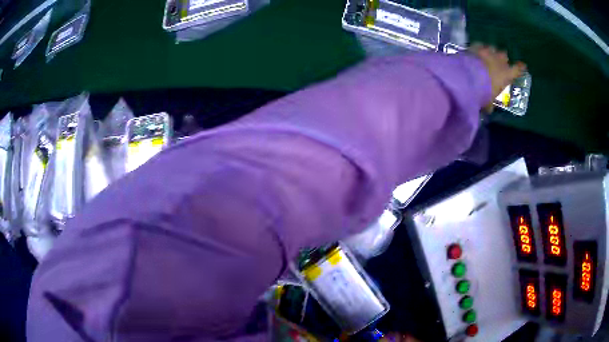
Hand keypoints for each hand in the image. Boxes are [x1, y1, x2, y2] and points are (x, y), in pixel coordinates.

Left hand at [469, 44, 526, 112]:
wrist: (466, 77)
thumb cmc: (483, 92)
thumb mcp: (488, 102)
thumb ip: (490, 104)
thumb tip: (488, 108)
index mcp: (506, 74)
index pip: (517, 70)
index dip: (520, 68)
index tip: (523, 65)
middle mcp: (499, 61)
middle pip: (503, 56)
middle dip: (502, 59)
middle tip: (498, 63)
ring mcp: (487, 52)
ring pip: (492, 48)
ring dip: (491, 52)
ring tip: (487, 55)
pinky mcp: (475, 47)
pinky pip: (479, 45)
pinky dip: (479, 48)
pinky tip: (476, 51)